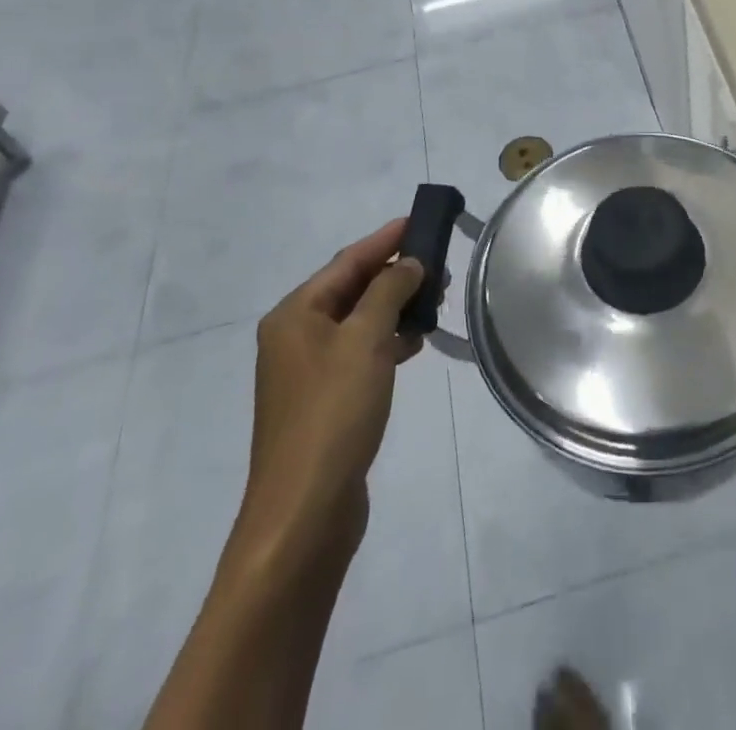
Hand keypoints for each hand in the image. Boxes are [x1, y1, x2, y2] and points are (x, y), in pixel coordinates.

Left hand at [230, 220, 423, 577]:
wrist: (304, 514)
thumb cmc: (332, 414)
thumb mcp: (364, 341)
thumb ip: (388, 292)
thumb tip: (408, 262)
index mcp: (295, 314)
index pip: (348, 261)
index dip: (386, 238)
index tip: (421, 220)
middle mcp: (296, 336)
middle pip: (352, 288)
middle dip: (395, 274)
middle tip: (440, 265)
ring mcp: (308, 371)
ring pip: (359, 321)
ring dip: (395, 307)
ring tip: (435, 301)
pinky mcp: (325, 400)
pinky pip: (360, 352)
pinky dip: (387, 340)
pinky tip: (415, 342)